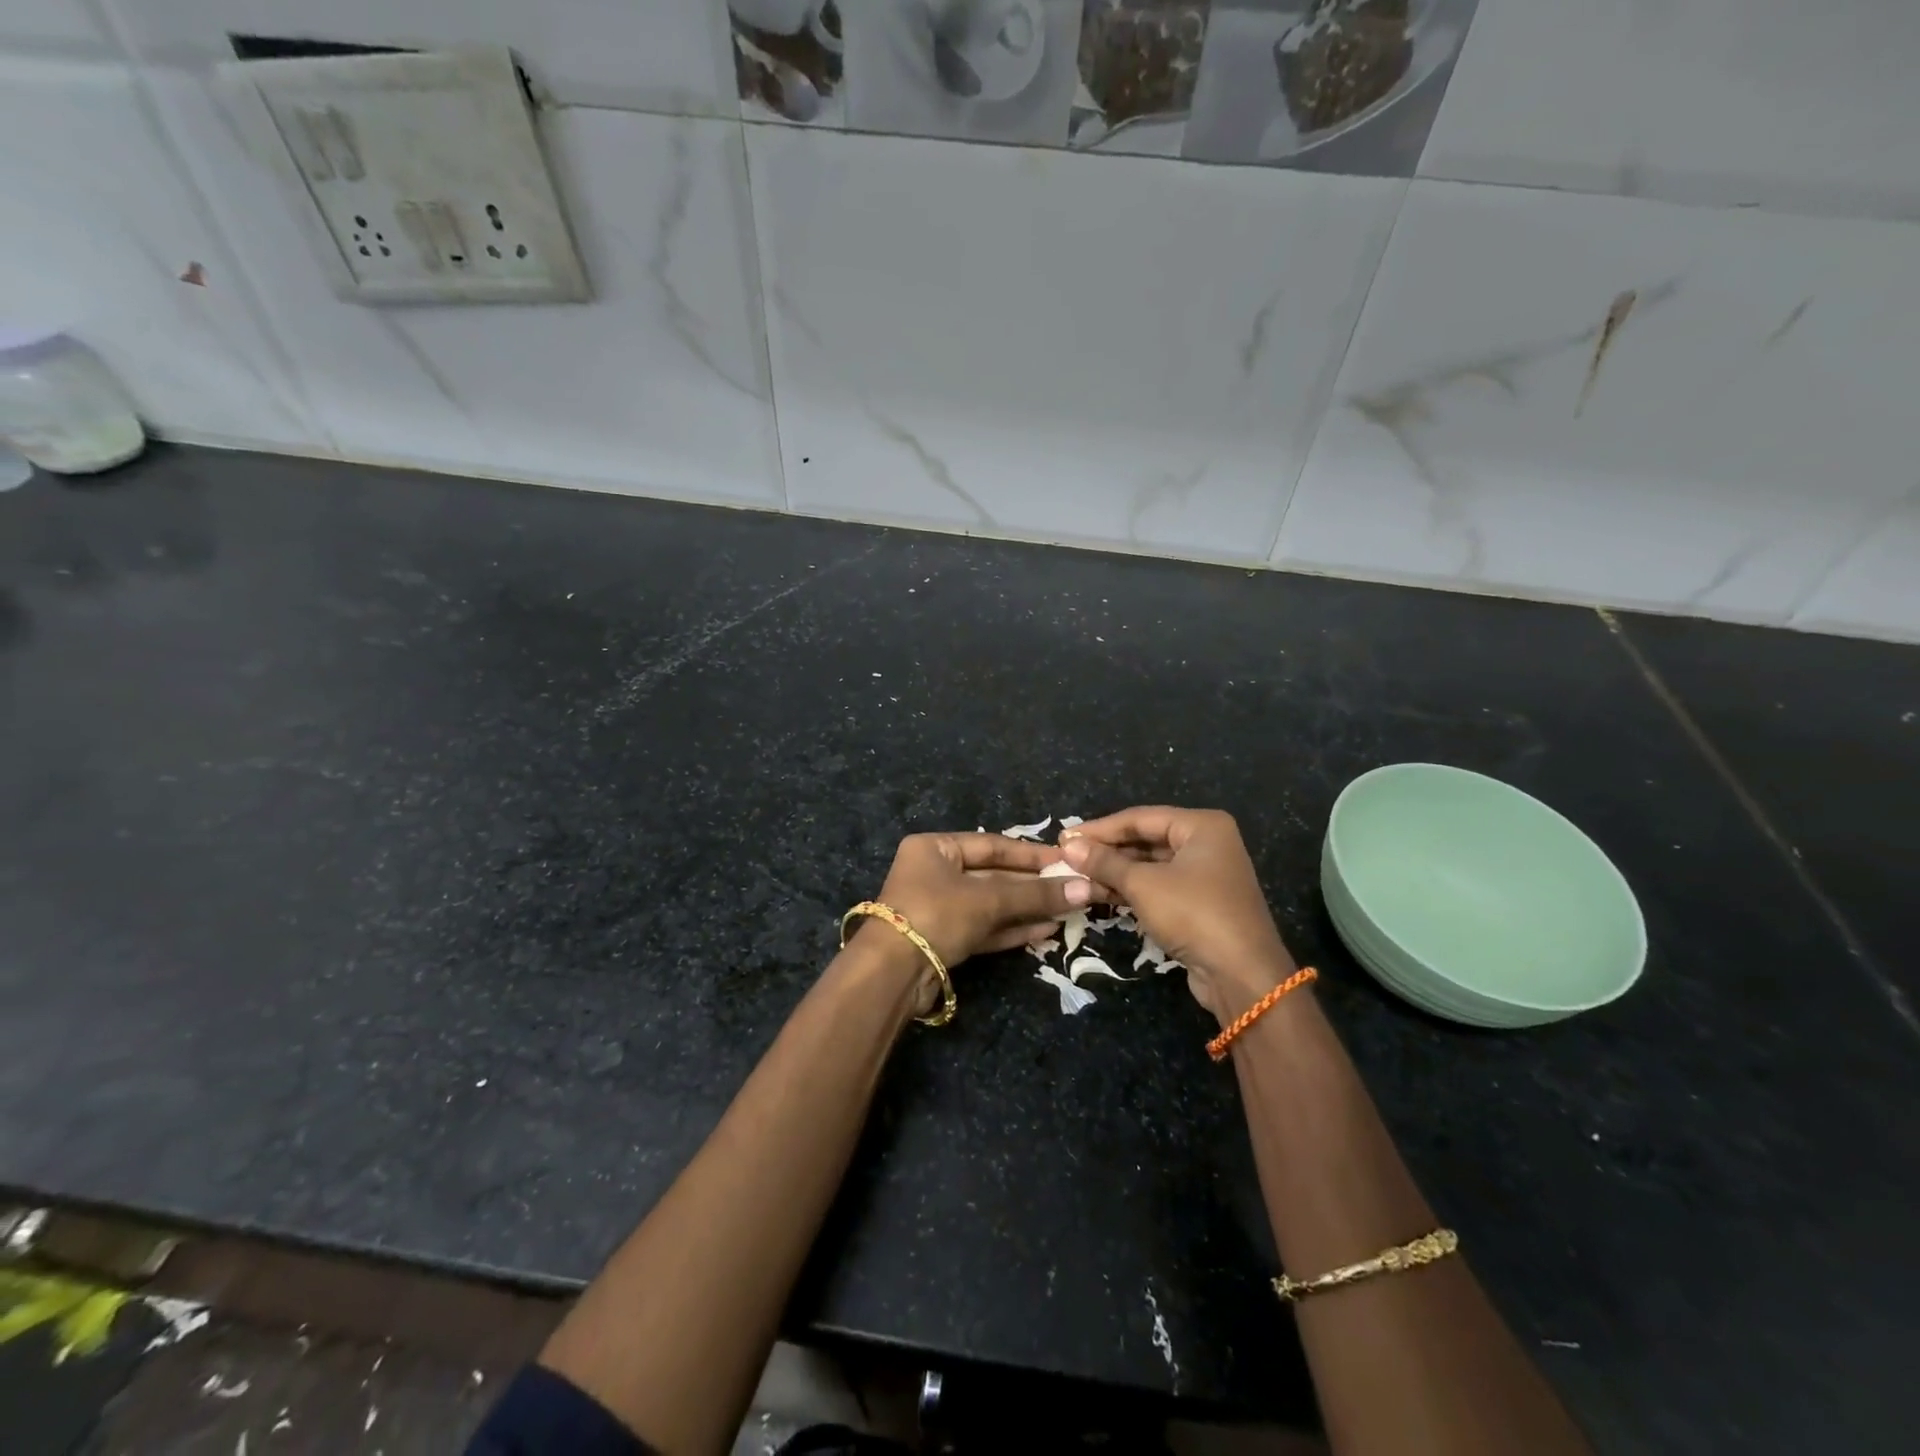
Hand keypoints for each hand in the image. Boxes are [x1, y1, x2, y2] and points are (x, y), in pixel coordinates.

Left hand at [865, 832, 1090, 999]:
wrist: (891, 973)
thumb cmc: (936, 914)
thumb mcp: (988, 899)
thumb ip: (1036, 895)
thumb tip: (1087, 888)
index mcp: (934, 848)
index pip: (991, 845)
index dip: (1031, 854)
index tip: (1066, 859)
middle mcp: (934, 873)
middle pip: (993, 875)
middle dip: (1032, 885)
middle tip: (1073, 888)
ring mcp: (938, 908)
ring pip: (990, 904)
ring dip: (1027, 908)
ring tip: (1067, 910)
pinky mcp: (944, 939)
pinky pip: (984, 927)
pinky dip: (1012, 928)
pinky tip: (1046, 930)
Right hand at [1061, 807, 1295, 1024]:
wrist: (1242, 975)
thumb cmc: (1193, 914)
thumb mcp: (1143, 884)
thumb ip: (1104, 862)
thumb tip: (1068, 845)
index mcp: (1201, 826)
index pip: (1139, 817)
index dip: (1100, 828)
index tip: (1064, 837)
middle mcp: (1207, 843)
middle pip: (1145, 839)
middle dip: (1106, 851)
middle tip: (1067, 857)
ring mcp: (1205, 875)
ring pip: (1150, 865)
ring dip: (1114, 872)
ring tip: (1076, 877)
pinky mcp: (1200, 903)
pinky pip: (1158, 886)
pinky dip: (1131, 889)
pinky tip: (1099, 894)